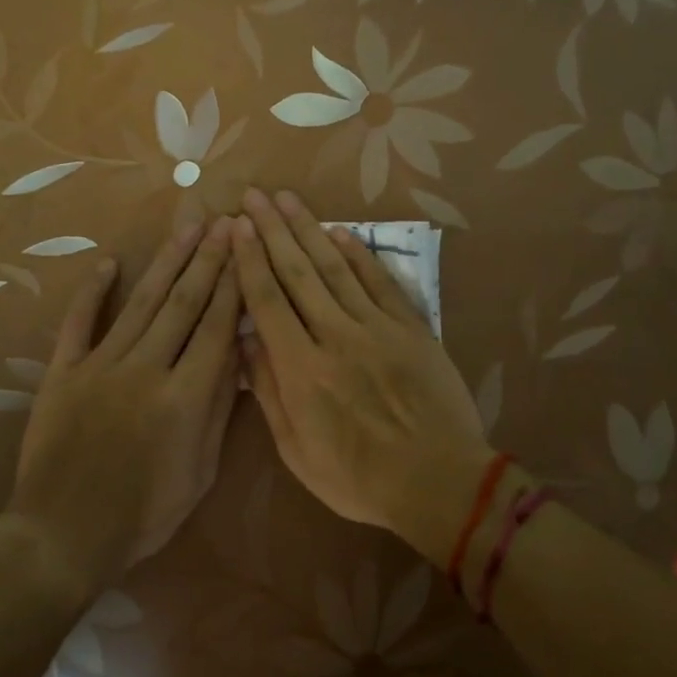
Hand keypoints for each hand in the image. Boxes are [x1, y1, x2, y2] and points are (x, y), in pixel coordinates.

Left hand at [5, 216, 241, 595]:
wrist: (63, 536)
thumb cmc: (143, 514)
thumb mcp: (199, 472)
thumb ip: (218, 410)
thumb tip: (237, 356)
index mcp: (184, 397)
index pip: (217, 328)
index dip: (234, 286)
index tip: (246, 251)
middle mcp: (145, 369)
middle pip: (183, 304)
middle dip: (208, 260)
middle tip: (223, 221)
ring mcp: (100, 366)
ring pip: (140, 303)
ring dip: (166, 262)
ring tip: (186, 227)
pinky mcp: (63, 372)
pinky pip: (79, 323)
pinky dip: (92, 291)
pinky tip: (109, 262)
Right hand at [231, 189, 494, 562]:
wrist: (438, 480)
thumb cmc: (360, 478)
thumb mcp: (298, 452)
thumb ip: (269, 394)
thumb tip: (247, 342)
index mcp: (301, 369)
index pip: (267, 300)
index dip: (249, 259)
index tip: (237, 227)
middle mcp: (334, 335)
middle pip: (297, 272)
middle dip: (272, 230)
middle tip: (254, 195)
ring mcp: (376, 327)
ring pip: (335, 267)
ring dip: (309, 229)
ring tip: (288, 199)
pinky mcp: (410, 326)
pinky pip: (379, 281)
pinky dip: (358, 254)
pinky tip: (340, 231)